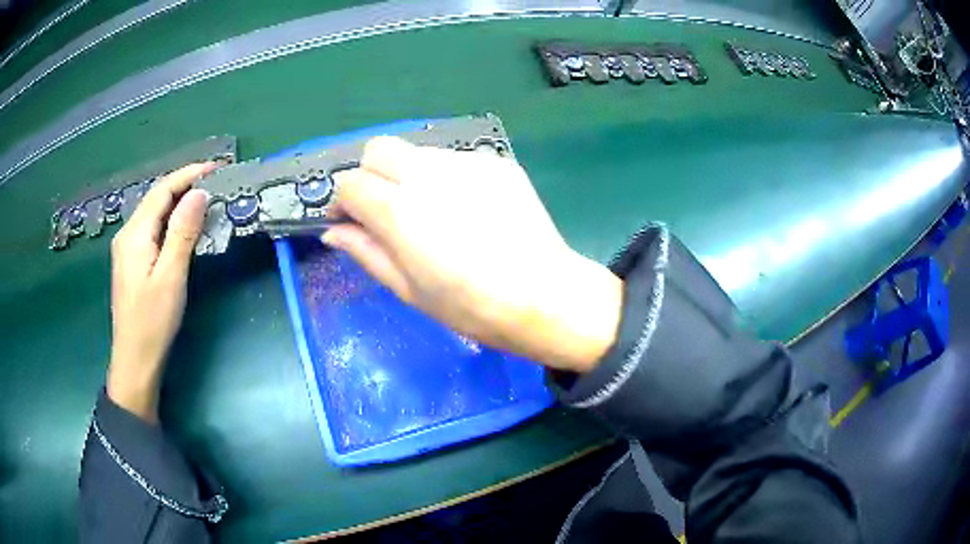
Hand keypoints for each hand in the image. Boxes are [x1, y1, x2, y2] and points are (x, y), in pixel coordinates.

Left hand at [107, 163, 215, 421]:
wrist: (134, 361)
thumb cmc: (153, 322)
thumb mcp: (171, 277)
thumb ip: (182, 232)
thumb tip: (199, 193)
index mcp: (135, 234)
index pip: (162, 190)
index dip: (188, 174)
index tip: (216, 167)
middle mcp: (127, 234)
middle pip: (156, 198)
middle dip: (184, 184)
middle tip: (214, 181)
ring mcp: (127, 248)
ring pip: (153, 213)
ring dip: (177, 201)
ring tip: (203, 198)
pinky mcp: (131, 262)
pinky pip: (152, 229)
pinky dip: (170, 220)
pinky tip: (182, 226)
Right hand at [324, 138, 621, 372]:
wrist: (545, 296)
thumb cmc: (472, 307)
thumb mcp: (409, 289)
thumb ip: (366, 252)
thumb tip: (333, 231)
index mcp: (400, 211)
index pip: (350, 184)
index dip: (343, 202)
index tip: (349, 221)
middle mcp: (429, 175)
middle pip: (379, 149)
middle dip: (370, 175)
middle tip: (383, 209)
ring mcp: (467, 164)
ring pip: (416, 152)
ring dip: (407, 174)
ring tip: (430, 212)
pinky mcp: (496, 163)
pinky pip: (454, 160)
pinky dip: (444, 177)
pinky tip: (465, 209)